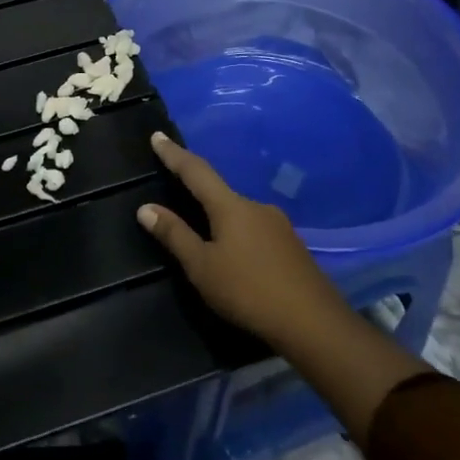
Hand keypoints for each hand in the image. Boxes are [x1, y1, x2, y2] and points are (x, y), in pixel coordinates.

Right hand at [135, 131, 349, 348]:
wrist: (314, 323)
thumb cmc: (248, 291)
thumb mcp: (202, 267)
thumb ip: (175, 235)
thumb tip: (145, 208)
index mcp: (231, 206)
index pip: (196, 171)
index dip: (174, 154)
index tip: (158, 136)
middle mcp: (256, 206)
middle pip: (219, 191)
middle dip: (197, 191)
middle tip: (177, 192)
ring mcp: (278, 225)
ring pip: (239, 213)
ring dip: (219, 217)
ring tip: (205, 236)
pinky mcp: (291, 246)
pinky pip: (255, 229)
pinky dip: (237, 233)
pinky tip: (236, 255)